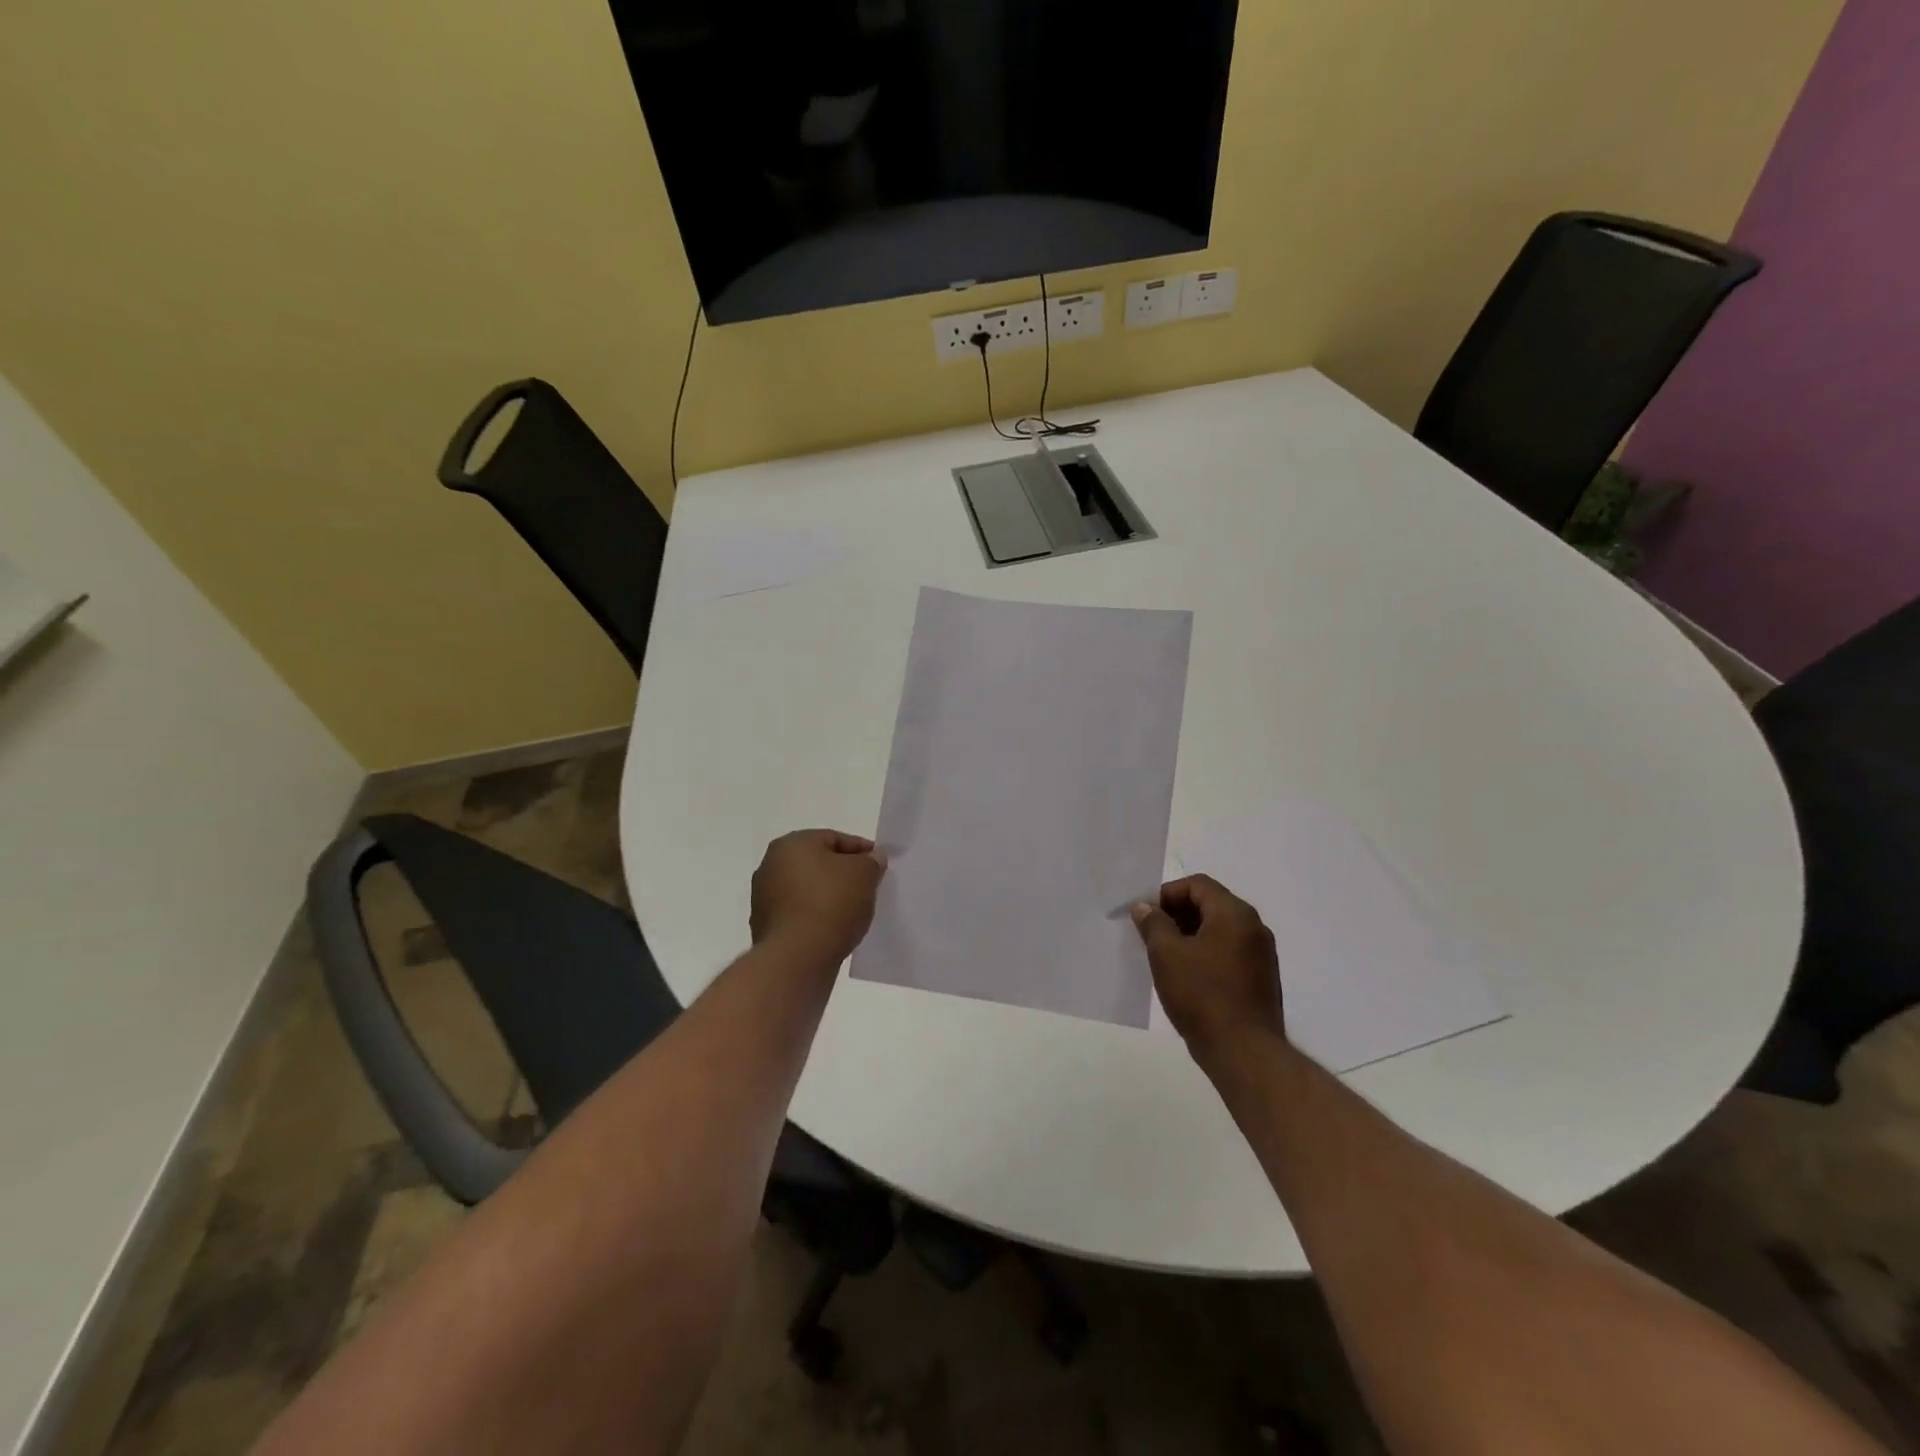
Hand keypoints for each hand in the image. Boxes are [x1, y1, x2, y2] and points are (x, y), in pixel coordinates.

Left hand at [750, 829, 886, 964]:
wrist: (796, 959)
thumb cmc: (830, 904)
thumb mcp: (864, 874)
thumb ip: (871, 861)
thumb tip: (872, 858)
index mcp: (791, 844)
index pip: (833, 838)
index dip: (861, 850)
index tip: (880, 864)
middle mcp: (770, 865)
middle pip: (818, 863)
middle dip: (843, 873)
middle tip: (868, 886)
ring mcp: (764, 898)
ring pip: (808, 890)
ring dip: (829, 896)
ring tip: (854, 910)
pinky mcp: (765, 927)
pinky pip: (800, 914)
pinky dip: (817, 917)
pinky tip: (835, 928)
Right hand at [1132, 875, 1284, 1058]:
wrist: (1245, 1053)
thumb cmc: (1202, 995)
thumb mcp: (1166, 954)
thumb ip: (1153, 923)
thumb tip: (1145, 907)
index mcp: (1234, 913)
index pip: (1197, 885)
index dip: (1166, 894)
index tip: (1145, 915)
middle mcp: (1254, 927)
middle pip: (1210, 904)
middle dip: (1176, 914)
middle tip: (1149, 935)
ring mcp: (1261, 955)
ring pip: (1218, 930)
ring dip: (1189, 935)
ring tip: (1164, 957)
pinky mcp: (1261, 979)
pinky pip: (1228, 952)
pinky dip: (1205, 954)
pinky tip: (1185, 977)